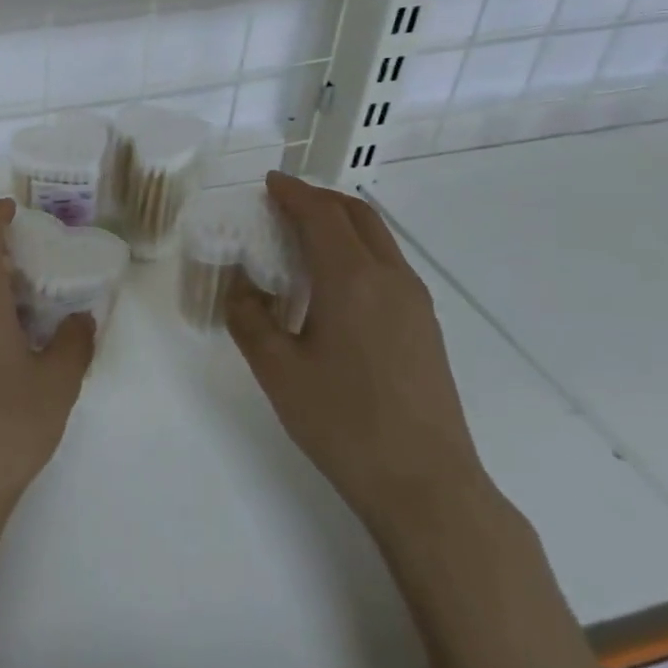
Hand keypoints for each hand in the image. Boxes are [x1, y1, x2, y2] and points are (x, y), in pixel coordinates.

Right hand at [226, 171, 487, 533]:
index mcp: (352, 279)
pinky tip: (333, 284)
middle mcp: (391, 278)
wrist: (426, 484)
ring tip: (304, 238)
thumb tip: (241, 287)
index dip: (293, 193)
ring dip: (341, 224)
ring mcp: (416, 303)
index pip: (321, 215)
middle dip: (320, 200)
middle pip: (358, 216)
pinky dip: (358, 251)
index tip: (269, 182)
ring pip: (378, 239)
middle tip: (284, 204)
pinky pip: (388, 265)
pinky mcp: (425, 327)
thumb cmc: (343, 422)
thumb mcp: (277, 370)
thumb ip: (249, 317)